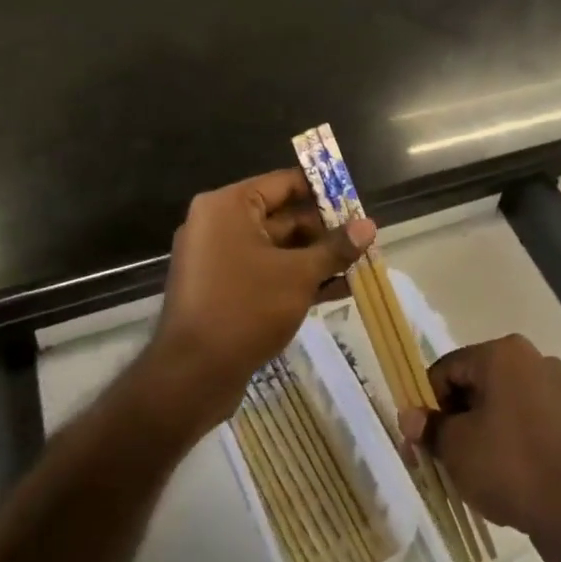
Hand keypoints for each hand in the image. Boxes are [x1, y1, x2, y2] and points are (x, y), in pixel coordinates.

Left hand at [145, 168, 373, 437]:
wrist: (191, 377)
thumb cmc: (245, 308)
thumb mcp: (299, 275)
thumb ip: (335, 248)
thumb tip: (369, 225)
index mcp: (229, 206)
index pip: (285, 183)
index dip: (324, 192)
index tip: (357, 203)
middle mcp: (219, 225)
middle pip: (284, 217)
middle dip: (326, 232)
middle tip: (365, 241)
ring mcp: (219, 259)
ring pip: (279, 249)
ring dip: (317, 258)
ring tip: (360, 267)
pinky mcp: (223, 290)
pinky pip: (266, 272)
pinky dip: (297, 278)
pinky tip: (338, 291)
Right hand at [399, 335, 560, 561]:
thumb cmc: (509, 466)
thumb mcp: (456, 447)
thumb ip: (429, 426)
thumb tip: (409, 416)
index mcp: (504, 352)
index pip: (448, 368)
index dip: (426, 403)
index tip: (419, 441)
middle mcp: (533, 358)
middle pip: (476, 383)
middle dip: (453, 418)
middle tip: (438, 458)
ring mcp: (557, 387)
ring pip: (501, 403)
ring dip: (479, 429)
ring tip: (468, 470)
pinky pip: (525, 420)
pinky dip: (507, 439)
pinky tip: (500, 473)